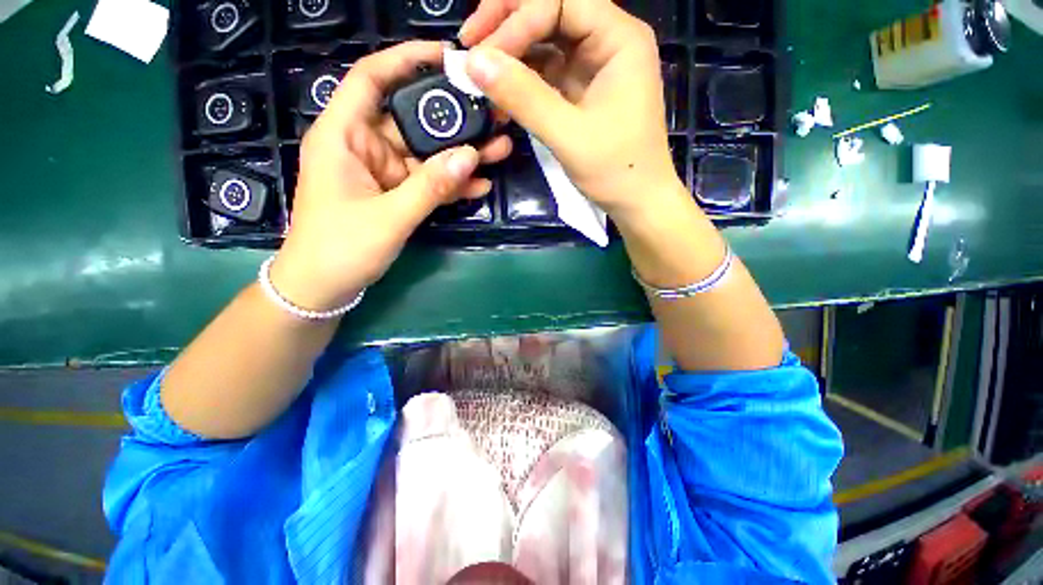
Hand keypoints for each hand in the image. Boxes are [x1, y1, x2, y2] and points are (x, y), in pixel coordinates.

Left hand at [270, 41, 512, 312]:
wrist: (324, 286)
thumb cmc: (340, 248)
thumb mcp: (388, 217)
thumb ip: (429, 187)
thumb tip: (469, 157)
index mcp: (344, 136)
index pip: (372, 79)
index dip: (406, 59)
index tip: (448, 57)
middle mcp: (365, 146)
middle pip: (412, 119)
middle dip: (453, 117)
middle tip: (492, 114)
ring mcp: (384, 173)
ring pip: (427, 154)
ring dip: (461, 154)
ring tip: (500, 149)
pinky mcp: (397, 195)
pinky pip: (429, 182)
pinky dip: (452, 184)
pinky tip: (481, 184)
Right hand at [460, 0, 683, 220]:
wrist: (637, 201)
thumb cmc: (616, 170)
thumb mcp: (569, 135)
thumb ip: (524, 97)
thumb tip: (474, 62)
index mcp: (619, 39)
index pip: (559, 1)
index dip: (516, 20)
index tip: (479, 52)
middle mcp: (608, 42)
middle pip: (551, 11)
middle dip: (508, 26)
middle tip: (470, 46)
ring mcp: (594, 67)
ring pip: (546, 42)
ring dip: (511, 55)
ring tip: (479, 74)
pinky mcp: (582, 91)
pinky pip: (547, 73)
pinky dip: (522, 82)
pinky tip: (501, 94)